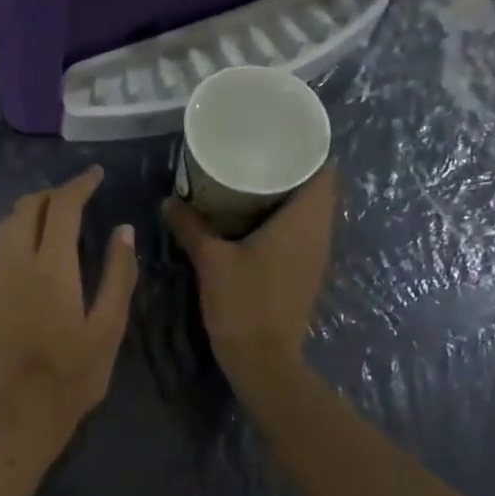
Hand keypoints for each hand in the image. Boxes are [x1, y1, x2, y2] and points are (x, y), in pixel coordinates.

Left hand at [0, 166, 138, 449]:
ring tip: (46, 216)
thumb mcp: (109, 326)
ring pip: (3, 226)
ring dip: (25, 211)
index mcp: (54, 266)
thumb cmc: (76, 373)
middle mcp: (18, 262)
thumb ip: (117, 274)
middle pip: (29, 208)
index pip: (64, 207)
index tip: (96, 175)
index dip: (80, 185)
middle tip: (75, 198)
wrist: (25, 409)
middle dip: (53, 194)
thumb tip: (124, 230)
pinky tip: (9, 246)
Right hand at [163, 164, 337, 396]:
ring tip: (252, 181)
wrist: (263, 359)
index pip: (325, 170)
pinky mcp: (305, 273)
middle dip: (292, 169)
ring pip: (311, 212)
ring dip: (288, 196)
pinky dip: (284, 220)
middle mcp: (319, 233)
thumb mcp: (211, 260)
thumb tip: (169, 201)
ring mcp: (315, 256)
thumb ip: (191, 227)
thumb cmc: (243, 302)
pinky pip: (302, 233)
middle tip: (257, 155)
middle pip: (318, 189)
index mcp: (304, 220)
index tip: (280, 136)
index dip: (308, 149)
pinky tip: (253, 221)